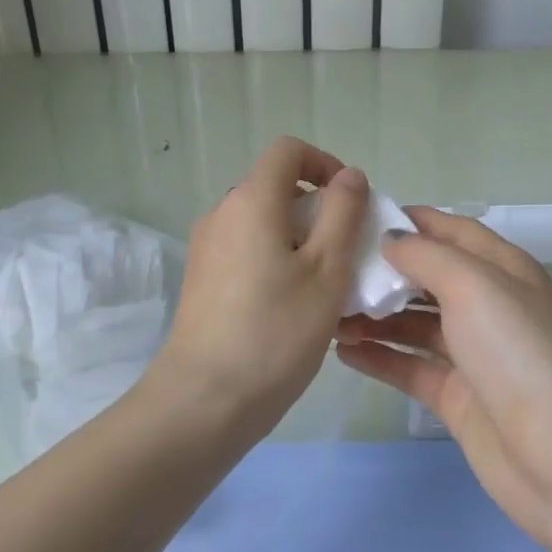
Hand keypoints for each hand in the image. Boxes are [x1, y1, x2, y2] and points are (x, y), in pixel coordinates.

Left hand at [143, 137, 370, 437]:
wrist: (203, 401)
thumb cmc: (275, 332)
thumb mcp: (326, 270)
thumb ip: (343, 213)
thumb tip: (349, 175)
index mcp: (251, 200)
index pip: (288, 150)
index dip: (324, 163)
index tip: (350, 202)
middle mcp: (222, 213)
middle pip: (275, 187)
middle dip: (317, 208)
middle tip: (346, 253)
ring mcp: (207, 247)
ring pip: (262, 222)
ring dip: (298, 238)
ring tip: (325, 287)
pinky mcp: (202, 278)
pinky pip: (246, 249)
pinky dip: (275, 259)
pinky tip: (292, 307)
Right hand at [336, 207, 551, 551]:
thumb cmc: (519, 352)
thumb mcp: (474, 285)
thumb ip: (426, 255)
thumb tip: (390, 240)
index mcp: (501, 269)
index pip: (450, 230)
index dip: (409, 220)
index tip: (356, 217)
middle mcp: (487, 305)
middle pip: (427, 277)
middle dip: (382, 270)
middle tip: (330, 268)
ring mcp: (472, 355)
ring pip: (413, 323)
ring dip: (374, 316)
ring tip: (327, 313)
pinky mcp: (458, 399)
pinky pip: (410, 367)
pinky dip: (379, 356)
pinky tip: (342, 351)